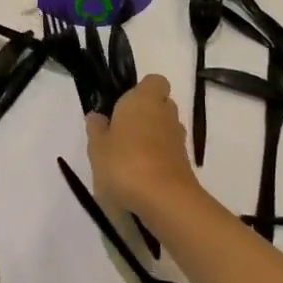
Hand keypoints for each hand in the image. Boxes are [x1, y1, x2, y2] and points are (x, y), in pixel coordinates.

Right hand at [86, 74, 199, 218]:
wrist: (164, 201)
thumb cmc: (124, 164)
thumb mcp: (97, 147)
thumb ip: (96, 129)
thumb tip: (97, 116)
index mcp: (144, 100)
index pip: (154, 81)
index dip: (141, 90)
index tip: (122, 105)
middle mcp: (165, 113)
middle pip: (160, 104)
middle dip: (145, 114)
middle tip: (121, 131)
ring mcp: (178, 139)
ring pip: (165, 128)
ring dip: (152, 137)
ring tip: (129, 156)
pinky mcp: (185, 163)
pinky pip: (169, 151)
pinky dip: (158, 157)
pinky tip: (140, 175)